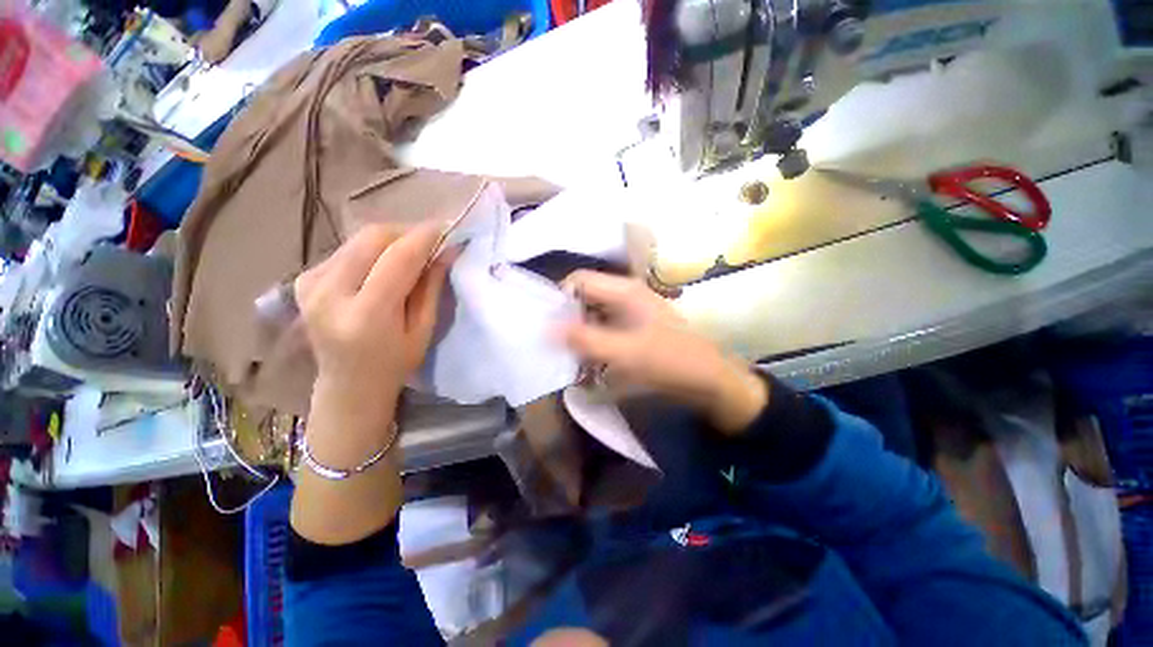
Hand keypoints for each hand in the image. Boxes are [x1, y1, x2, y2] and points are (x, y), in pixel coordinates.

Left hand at [290, 225, 453, 544]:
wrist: (347, 385)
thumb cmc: (395, 363)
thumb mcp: (424, 329)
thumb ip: (432, 287)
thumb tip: (448, 250)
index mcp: (366, 315)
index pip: (398, 258)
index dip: (425, 237)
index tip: (447, 227)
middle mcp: (329, 294)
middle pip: (372, 238)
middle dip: (407, 232)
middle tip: (430, 241)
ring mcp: (310, 284)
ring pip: (358, 239)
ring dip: (390, 239)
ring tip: (411, 253)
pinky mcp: (303, 279)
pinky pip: (346, 249)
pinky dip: (371, 249)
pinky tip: (383, 266)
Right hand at [560, 270, 767, 434]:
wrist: (710, 379)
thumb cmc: (671, 361)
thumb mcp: (625, 352)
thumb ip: (585, 339)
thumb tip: (546, 328)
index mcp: (624, 290)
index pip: (579, 280)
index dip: (560, 298)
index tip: (548, 325)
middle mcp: (625, 295)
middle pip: (584, 297)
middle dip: (567, 319)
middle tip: (555, 346)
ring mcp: (629, 312)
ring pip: (592, 315)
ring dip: (579, 334)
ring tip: (568, 357)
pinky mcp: (632, 329)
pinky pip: (603, 329)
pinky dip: (592, 342)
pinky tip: (587, 362)